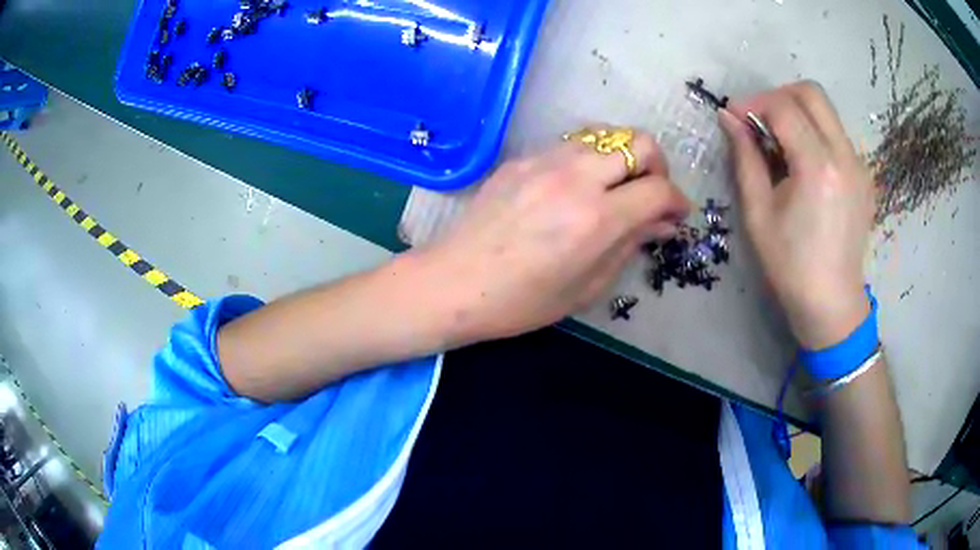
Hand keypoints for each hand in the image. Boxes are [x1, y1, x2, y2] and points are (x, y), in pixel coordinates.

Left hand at [418, 130, 689, 343]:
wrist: (454, 283)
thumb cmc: (522, 301)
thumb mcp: (587, 286)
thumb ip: (629, 246)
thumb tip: (662, 224)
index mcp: (597, 218)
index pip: (658, 189)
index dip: (677, 201)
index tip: (677, 214)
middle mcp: (576, 177)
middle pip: (639, 142)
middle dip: (657, 167)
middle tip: (650, 194)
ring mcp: (545, 160)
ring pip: (605, 134)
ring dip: (623, 157)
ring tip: (616, 187)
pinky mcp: (522, 158)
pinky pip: (571, 144)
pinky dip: (589, 158)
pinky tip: (578, 186)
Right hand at [719, 82, 873, 348]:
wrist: (832, 303)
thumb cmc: (791, 265)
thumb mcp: (758, 212)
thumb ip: (745, 157)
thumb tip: (728, 118)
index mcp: (818, 167)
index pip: (784, 107)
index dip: (753, 103)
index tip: (733, 116)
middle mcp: (845, 156)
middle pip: (812, 93)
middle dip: (779, 96)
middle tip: (759, 120)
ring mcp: (859, 165)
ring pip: (826, 111)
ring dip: (797, 112)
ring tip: (779, 142)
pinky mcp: (864, 175)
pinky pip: (836, 134)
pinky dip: (814, 132)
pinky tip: (803, 162)